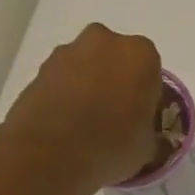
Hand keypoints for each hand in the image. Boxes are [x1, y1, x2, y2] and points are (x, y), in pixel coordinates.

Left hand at [0, 24, 163, 189]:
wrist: (50, 153)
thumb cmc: (113, 145)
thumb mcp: (149, 147)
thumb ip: (153, 133)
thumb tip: (150, 136)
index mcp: (141, 55)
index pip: (153, 73)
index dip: (149, 98)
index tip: (143, 119)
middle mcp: (105, 41)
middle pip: (118, 62)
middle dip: (119, 84)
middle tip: (117, 118)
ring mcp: (68, 51)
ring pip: (89, 67)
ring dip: (92, 87)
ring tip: (89, 124)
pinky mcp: (40, 67)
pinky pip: (64, 79)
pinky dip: (68, 94)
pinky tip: (68, 124)